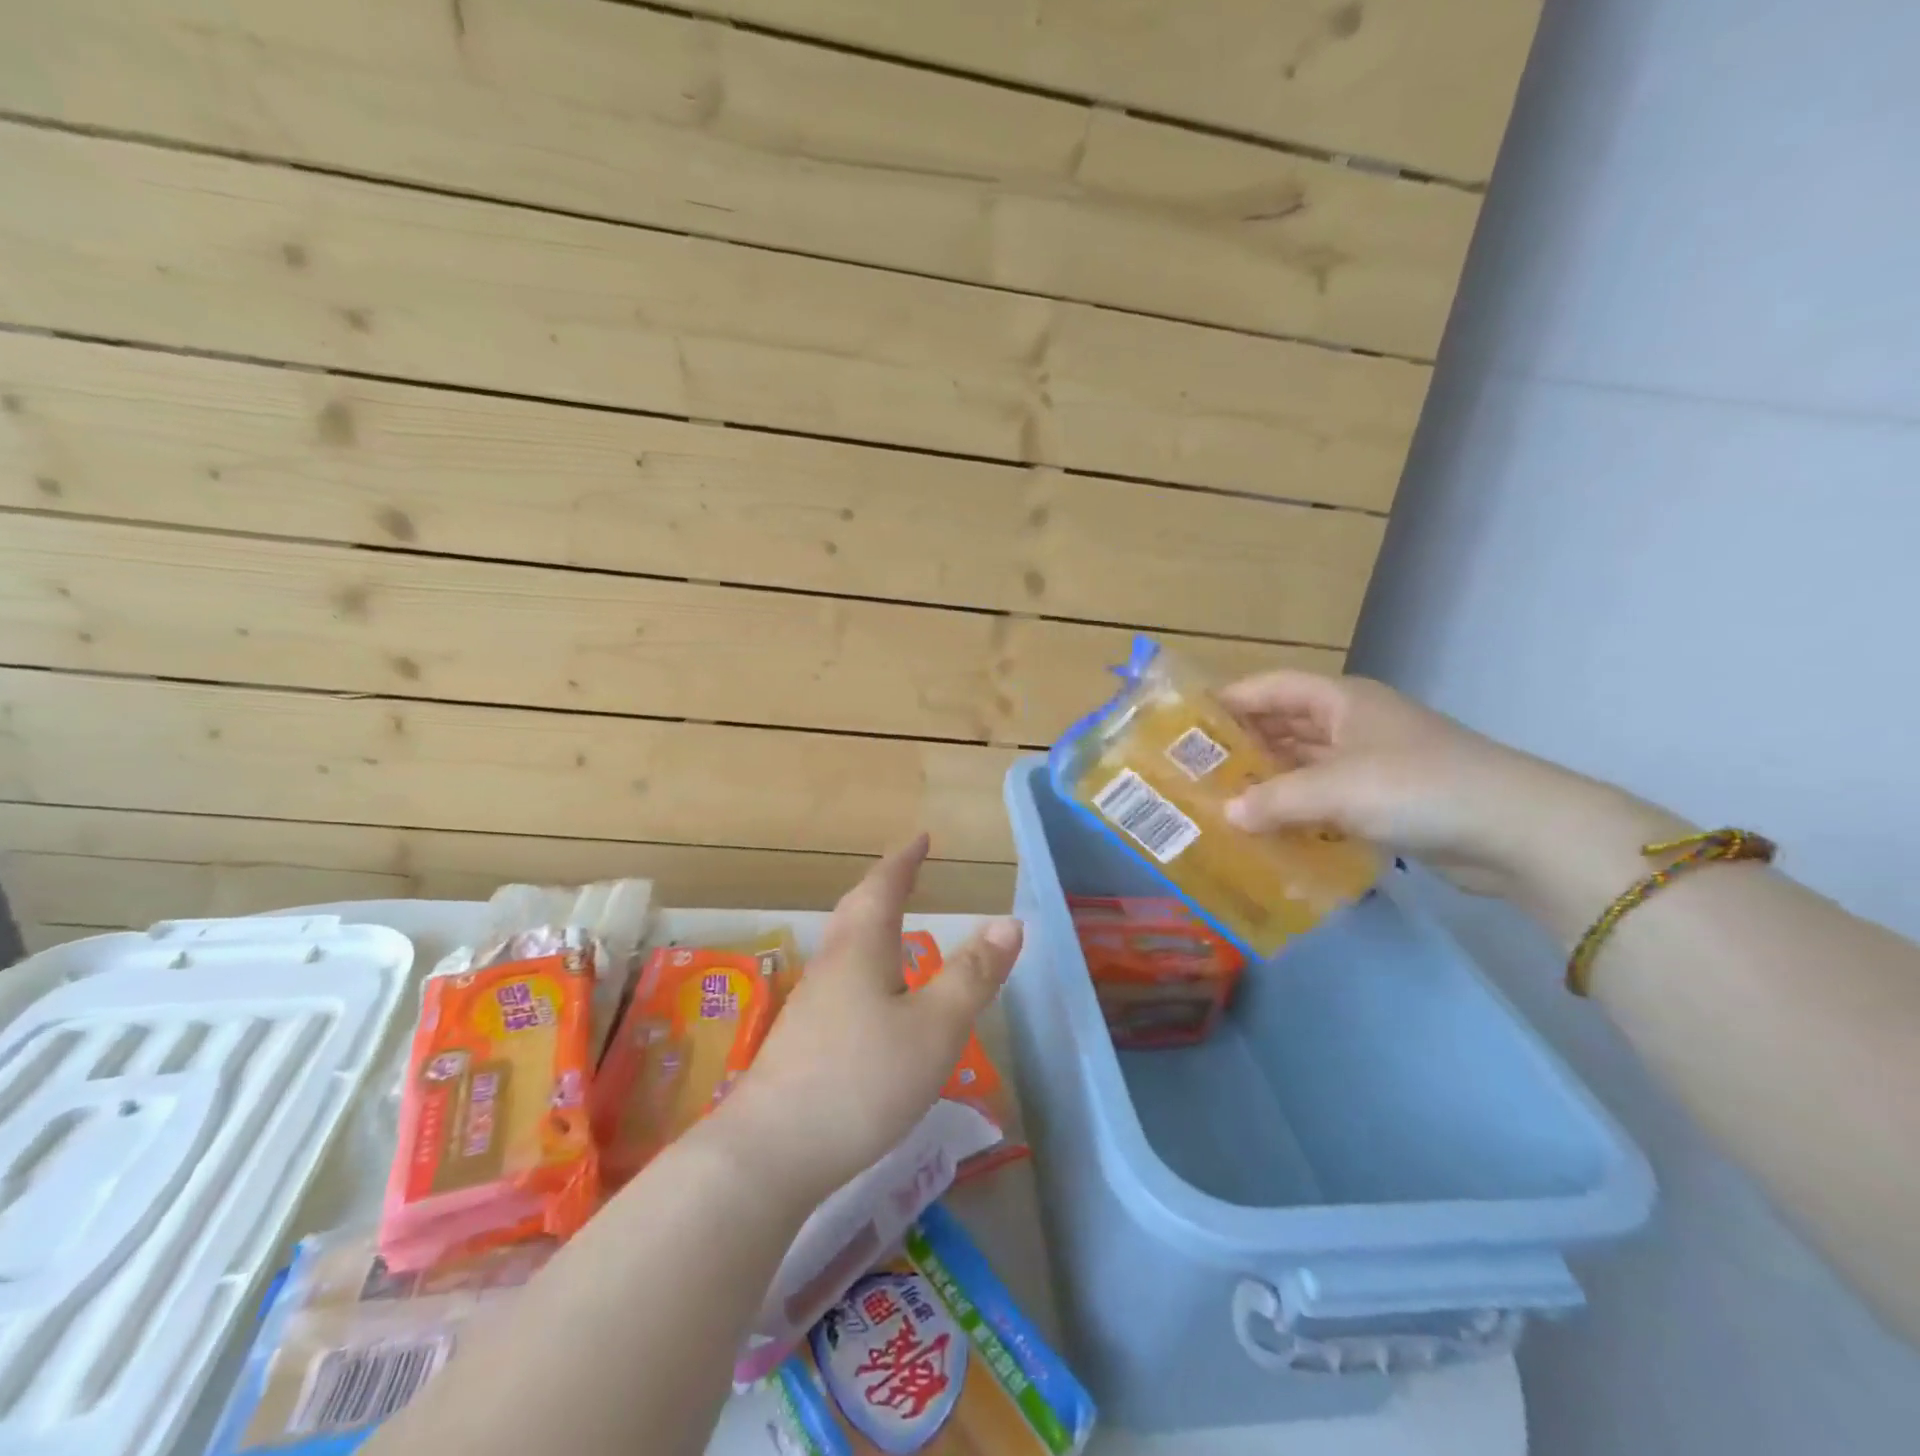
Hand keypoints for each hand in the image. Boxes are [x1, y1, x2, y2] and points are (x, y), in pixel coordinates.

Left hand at [716, 835, 1022, 1206]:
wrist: (769, 1153)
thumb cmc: (862, 1079)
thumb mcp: (935, 1027)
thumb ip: (973, 975)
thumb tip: (1009, 922)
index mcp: (862, 948)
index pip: (885, 887)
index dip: (905, 861)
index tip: (920, 838)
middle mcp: (832, 964)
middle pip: (856, 909)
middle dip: (884, 885)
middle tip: (906, 871)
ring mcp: (811, 1003)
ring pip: (844, 945)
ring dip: (869, 922)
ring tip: (890, 924)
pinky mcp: (801, 1040)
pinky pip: (840, 978)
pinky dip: (862, 962)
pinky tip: (870, 996)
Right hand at [1216, 671, 1614, 899]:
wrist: (1516, 831)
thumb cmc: (1417, 787)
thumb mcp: (1335, 789)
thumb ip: (1274, 801)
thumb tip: (1227, 814)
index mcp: (1341, 701)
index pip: (1270, 688)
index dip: (1228, 700)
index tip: (1184, 723)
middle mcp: (1352, 724)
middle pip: (1283, 726)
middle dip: (1241, 746)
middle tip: (1194, 771)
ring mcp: (1371, 763)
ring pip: (1303, 766)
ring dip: (1268, 783)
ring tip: (1220, 803)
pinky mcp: (1385, 801)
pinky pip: (1325, 799)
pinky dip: (1297, 812)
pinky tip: (1267, 832)